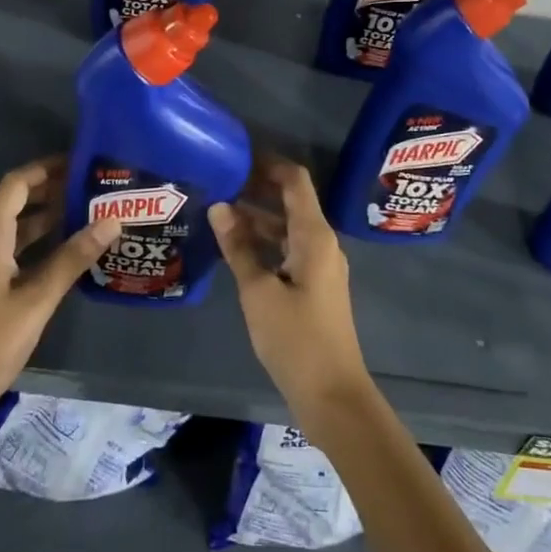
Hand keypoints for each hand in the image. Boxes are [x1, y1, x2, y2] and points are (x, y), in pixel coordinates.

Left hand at [0, 158, 118, 487]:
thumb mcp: (38, 299)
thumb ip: (73, 258)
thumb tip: (111, 221)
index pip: (14, 186)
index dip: (44, 170)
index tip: (78, 163)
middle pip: (13, 201)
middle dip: (49, 189)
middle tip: (90, 186)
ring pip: (14, 226)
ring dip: (45, 214)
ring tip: (85, 210)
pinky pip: (12, 247)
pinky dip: (38, 239)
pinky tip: (66, 247)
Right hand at [209, 156, 374, 432]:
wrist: (332, 395)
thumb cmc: (296, 339)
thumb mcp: (258, 291)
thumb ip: (239, 247)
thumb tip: (219, 206)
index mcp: (314, 236)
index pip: (295, 181)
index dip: (268, 163)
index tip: (236, 156)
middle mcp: (322, 243)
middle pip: (291, 201)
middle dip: (257, 188)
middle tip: (218, 181)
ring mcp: (320, 265)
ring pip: (288, 227)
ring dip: (258, 217)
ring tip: (218, 210)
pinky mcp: (314, 286)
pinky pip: (288, 249)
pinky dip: (265, 241)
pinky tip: (235, 247)